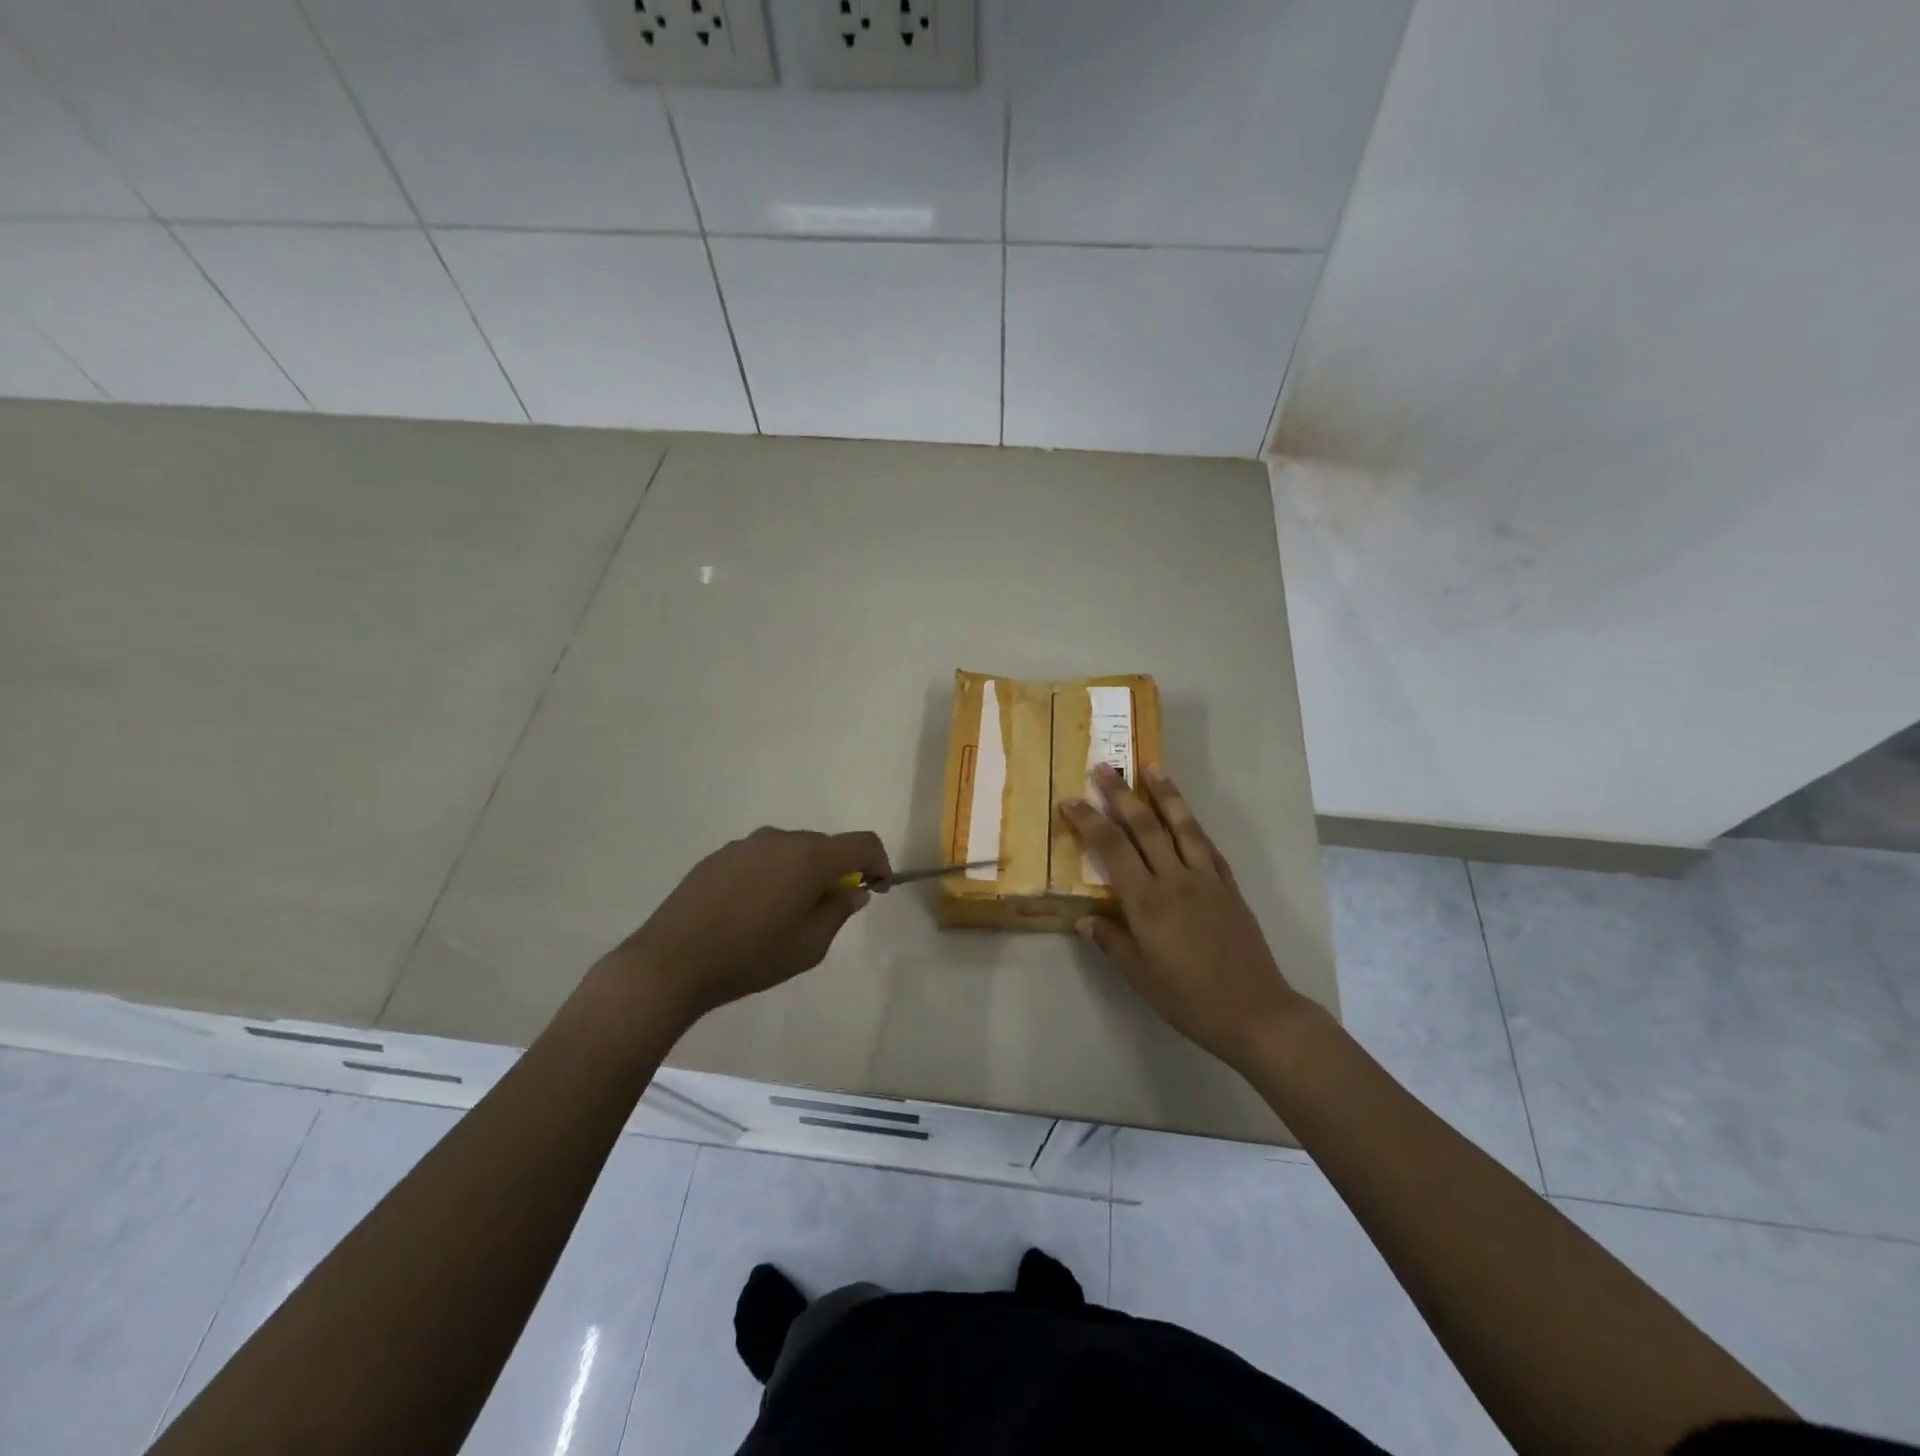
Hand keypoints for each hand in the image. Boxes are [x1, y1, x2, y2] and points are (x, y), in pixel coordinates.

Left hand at [606, 827, 889, 1022]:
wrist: (671, 962)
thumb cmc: (750, 957)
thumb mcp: (809, 946)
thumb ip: (838, 912)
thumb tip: (854, 891)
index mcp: (810, 857)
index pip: (863, 842)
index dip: (879, 862)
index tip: (876, 889)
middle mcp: (781, 839)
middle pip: (826, 845)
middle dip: (837, 871)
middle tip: (828, 909)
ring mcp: (746, 843)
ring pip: (792, 850)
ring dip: (802, 872)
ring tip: (785, 912)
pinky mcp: (720, 855)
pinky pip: (761, 857)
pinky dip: (772, 874)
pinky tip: (751, 909)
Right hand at [1062, 765, 1307, 1072]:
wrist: (1255, 1012)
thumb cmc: (1189, 999)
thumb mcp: (1140, 976)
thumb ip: (1111, 942)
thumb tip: (1084, 919)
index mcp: (1147, 902)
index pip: (1112, 849)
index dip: (1089, 821)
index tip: (1071, 799)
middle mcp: (1175, 880)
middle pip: (1145, 827)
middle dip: (1121, 795)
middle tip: (1104, 767)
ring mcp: (1206, 880)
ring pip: (1182, 826)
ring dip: (1165, 794)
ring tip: (1151, 767)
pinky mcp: (1229, 887)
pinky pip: (1208, 846)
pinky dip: (1194, 825)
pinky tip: (1186, 814)